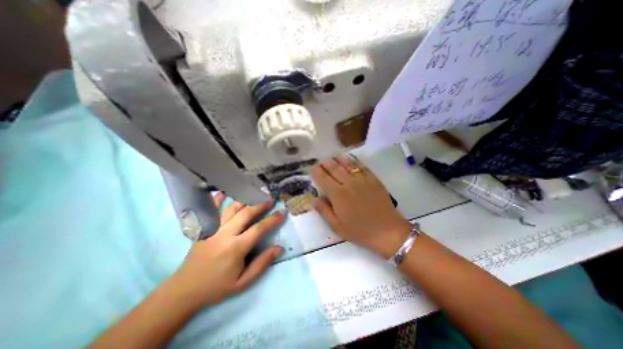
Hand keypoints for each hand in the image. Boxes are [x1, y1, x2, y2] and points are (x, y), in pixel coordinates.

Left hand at [165, 193, 282, 310]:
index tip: (282, 213)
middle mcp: (224, 234)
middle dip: (260, 205)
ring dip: (245, 200)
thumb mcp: (243, 282)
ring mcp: (212, 230)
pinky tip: (223, 192)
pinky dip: (217, 200)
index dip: (272, 219)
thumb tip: (280, 248)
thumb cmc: (217, 287)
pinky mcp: (203, 229)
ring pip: (231, 209)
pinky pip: (211, 211)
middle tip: (270, 200)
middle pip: (246, 213)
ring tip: (255, 195)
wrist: (184, 291)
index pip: (259, 229)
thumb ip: (262, 263)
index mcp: (236, 248)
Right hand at [311, 156, 412, 258]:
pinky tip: (349, 158)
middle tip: (320, 162)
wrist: (388, 231)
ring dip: (337, 159)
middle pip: (334, 168)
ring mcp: (362, 179)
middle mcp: (349, 183)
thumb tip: (313, 198)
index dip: (316, 172)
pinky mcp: (373, 179)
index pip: (323, 178)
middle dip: (325, 163)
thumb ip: (323, 210)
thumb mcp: (337, 226)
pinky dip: (353, 160)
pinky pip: (361, 166)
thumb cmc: (360, 231)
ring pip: (347, 164)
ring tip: (332, 158)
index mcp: (338, 195)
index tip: (312, 168)